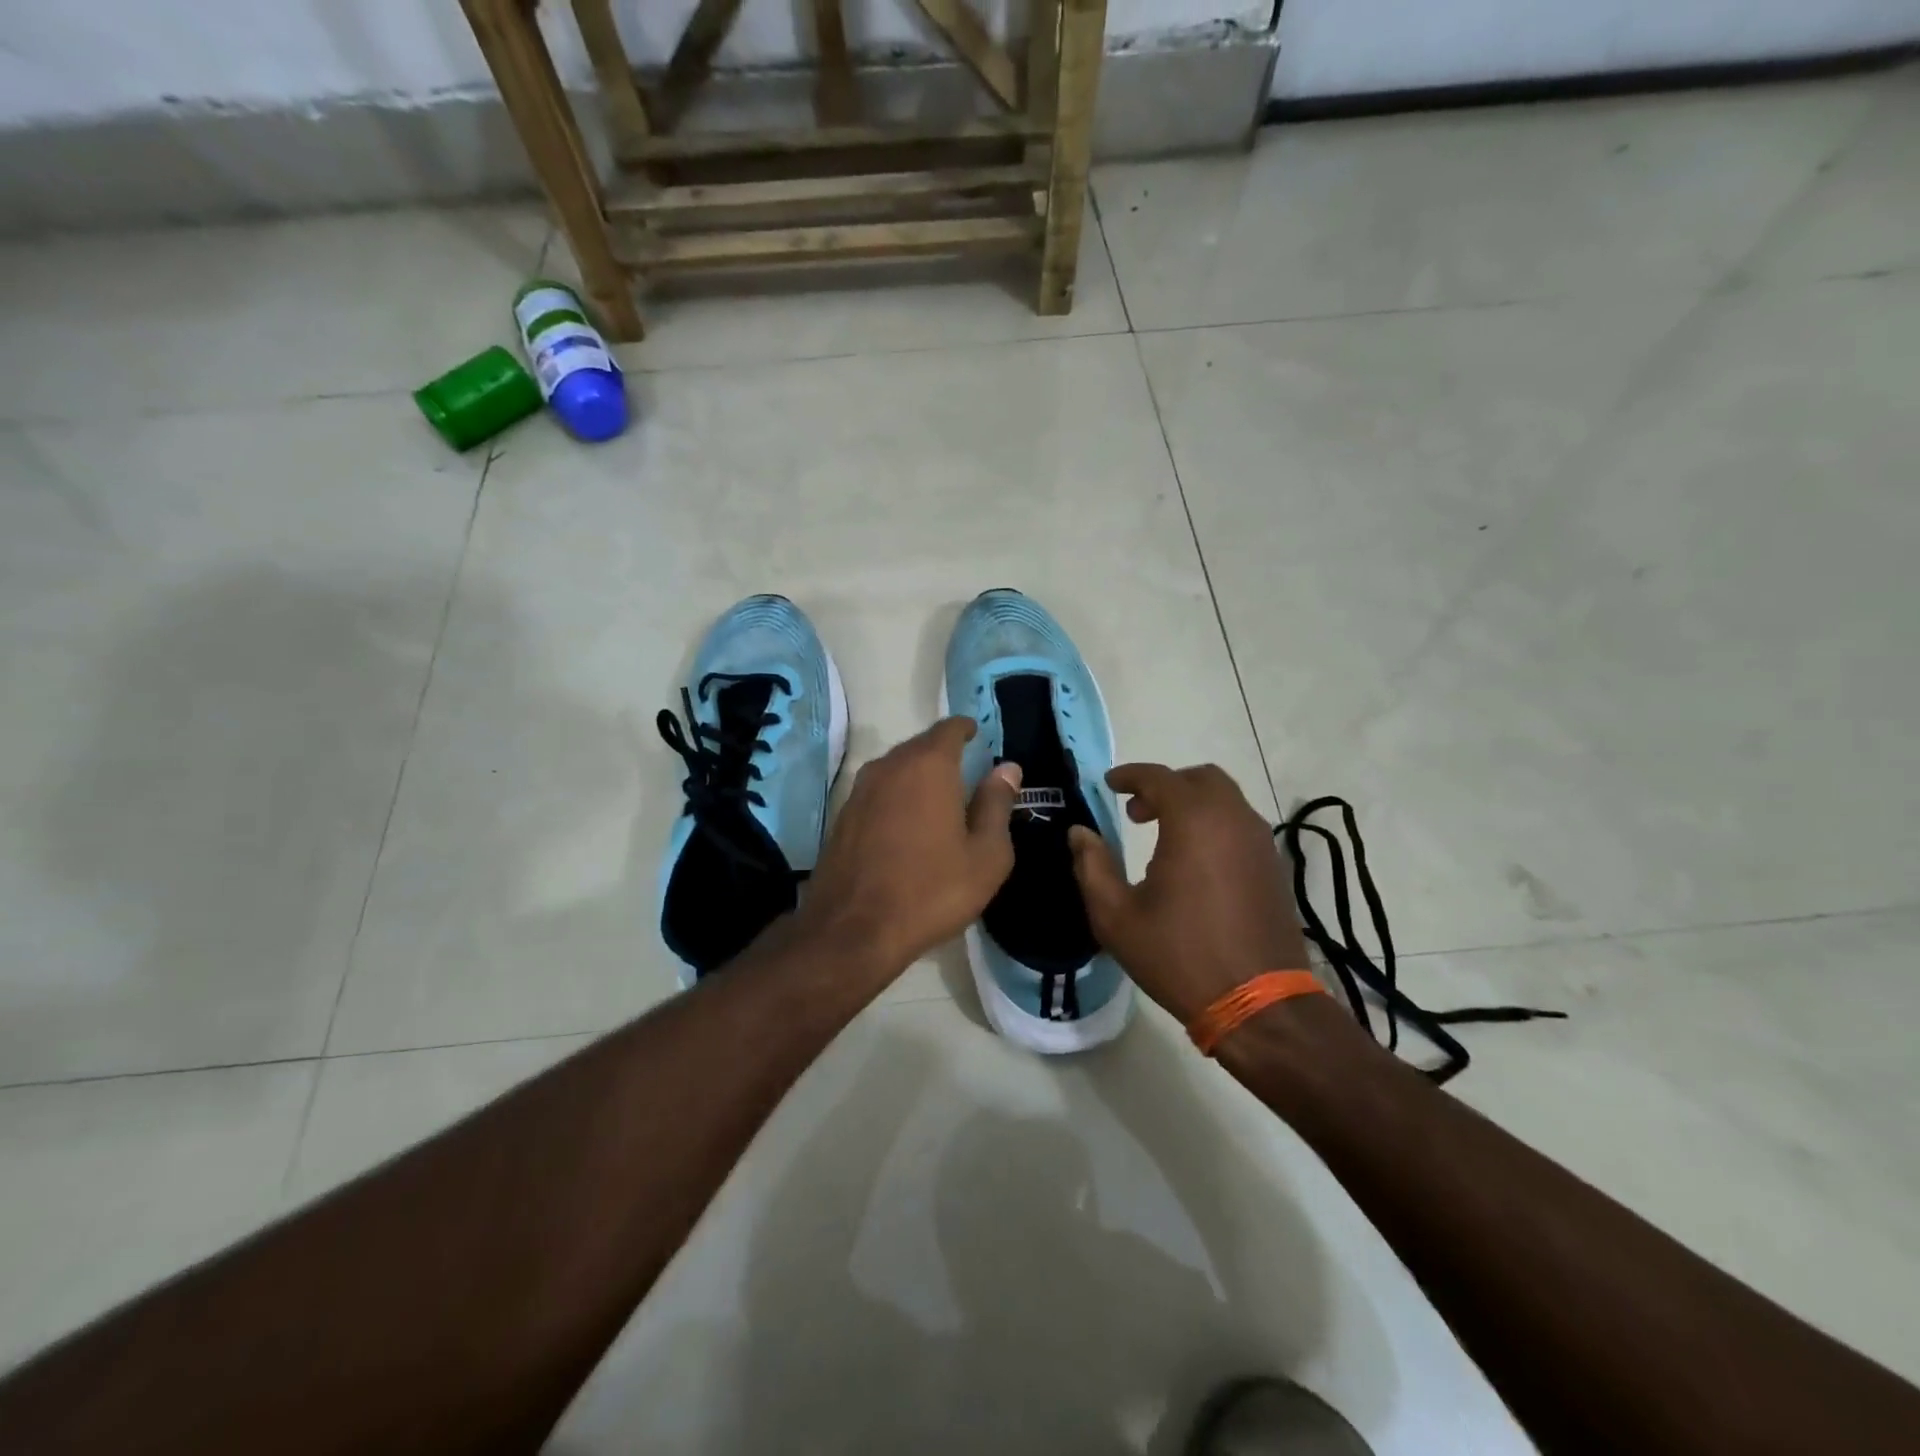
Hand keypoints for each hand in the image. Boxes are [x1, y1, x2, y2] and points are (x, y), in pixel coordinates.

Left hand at [798, 717, 1021, 978]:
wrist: (853, 931)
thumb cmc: (932, 890)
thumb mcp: (986, 855)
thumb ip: (997, 805)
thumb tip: (1007, 768)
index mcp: (928, 766)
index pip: (949, 728)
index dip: (966, 729)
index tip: (979, 736)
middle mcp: (889, 766)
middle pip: (920, 746)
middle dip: (943, 753)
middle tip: (966, 772)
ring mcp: (860, 790)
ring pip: (896, 768)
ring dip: (918, 776)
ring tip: (939, 799)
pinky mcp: (843, 816)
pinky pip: (878, 792)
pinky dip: (897, 797)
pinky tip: (907, 824)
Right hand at [1068, 763, 1309, 1025]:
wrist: (1258, 1003)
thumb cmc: (1179, 955)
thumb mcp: (1117, 916)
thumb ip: (1092, 866)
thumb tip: (1079, 833)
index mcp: (1193, 821)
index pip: (1159, 778)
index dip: (1130, 775)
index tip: (1108, 784)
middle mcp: (1232, 819)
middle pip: (1200, 778)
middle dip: (1164, 785)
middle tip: (1135, 812)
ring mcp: (1260, 841)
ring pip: (1225, 798)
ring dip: (1191, 803)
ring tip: (1161, 834)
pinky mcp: (1272, 865)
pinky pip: (1240, 824)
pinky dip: (1214, 823)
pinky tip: (1194, 859)